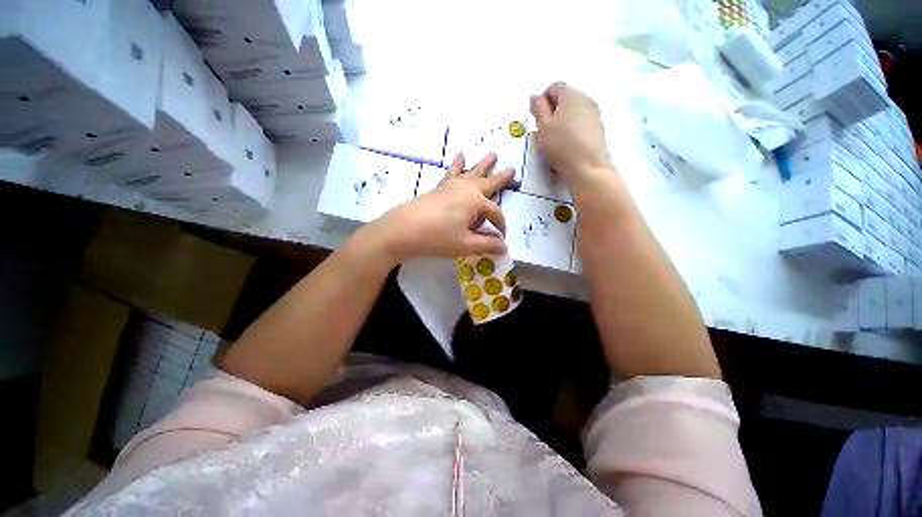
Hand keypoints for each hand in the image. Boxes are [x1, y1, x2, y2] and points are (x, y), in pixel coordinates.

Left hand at [370, 152, 513, 260]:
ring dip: (482, 165)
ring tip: (492, 154)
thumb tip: (504, 247)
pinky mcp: (439, 188)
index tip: (501, 238)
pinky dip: (457, 165)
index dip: (500, 226)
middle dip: (501, 179)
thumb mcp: (466, 244)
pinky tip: (460, 157)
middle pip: (487, 183)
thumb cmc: (437, 238)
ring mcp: (451, 186)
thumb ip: (487, 245)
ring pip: (471, 173)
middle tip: (512, 170)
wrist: (403, 230)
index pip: (495, 213)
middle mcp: (466, 189)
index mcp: (476, 201)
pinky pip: (451, 173)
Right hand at [530, 82, 612, 187]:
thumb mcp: (543, 126)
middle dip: (552, 110)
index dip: (542, 100)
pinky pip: (581, 122)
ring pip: (573, 111)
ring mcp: (594, 114)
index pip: (554, 87)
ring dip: (561, 120)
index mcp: (571, 94)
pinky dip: (571, 128)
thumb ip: (538, 109)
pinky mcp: (598, 128)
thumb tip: (535, 97)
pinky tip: (566, 144)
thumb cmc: (561, 144)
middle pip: (565, 98)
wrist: (587, 167)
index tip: (535, 117)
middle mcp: (586, 99)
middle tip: (542, 129)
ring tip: (553, 139)